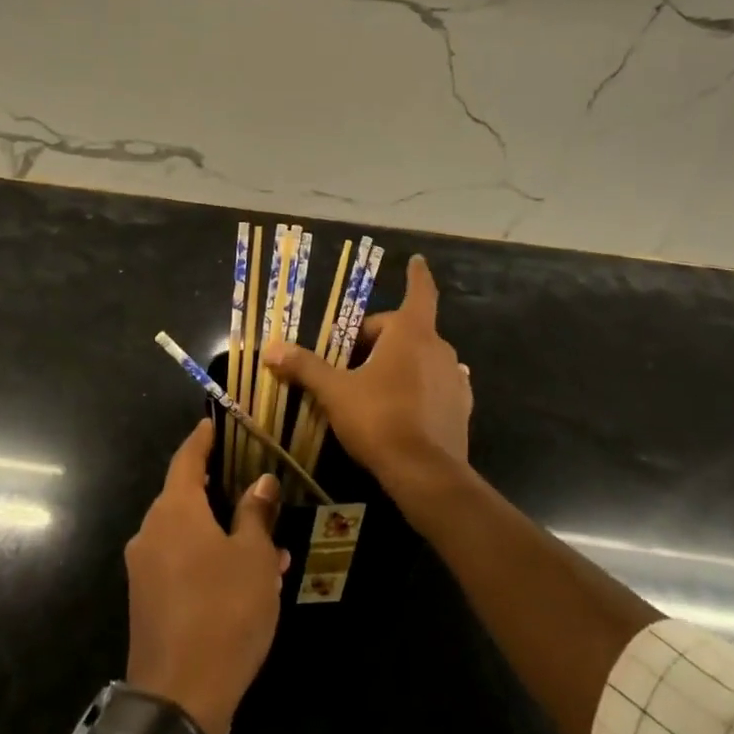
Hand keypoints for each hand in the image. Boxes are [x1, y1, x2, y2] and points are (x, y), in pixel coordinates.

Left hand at [125, 419, 288, 733]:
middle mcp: (151, 532)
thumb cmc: (223, 612)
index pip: (186, 459)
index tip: (213, 423)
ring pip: (187, 535)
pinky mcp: (147, 602)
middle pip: (185, 497)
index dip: (201, 439)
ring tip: (268, 548)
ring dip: (222, 534)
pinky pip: (181, 564)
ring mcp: (145, 569)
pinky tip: (245, 582)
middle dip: (220, 493)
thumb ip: (255, 514)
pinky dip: (209, 561)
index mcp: (174, 511)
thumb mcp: (254, 558)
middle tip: (254, 491)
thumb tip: (261, 482)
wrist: (178, 699)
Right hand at [261, 255, 471, 498]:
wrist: (426, 474)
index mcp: (411, 333)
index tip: (416, 259)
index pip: (418, 292)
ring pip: (423, 357)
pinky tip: (406, 402)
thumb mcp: (335, 392)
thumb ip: (305, 367)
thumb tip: (271, 349)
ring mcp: (455, 379)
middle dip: (379, 339)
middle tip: (350, 361)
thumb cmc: (379, 419)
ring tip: (375, 384)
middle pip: (406, 330)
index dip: (415, 275)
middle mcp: (439, 348)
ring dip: (401, 362)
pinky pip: (438, 383)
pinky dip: (422, 385)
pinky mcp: (461, 407)